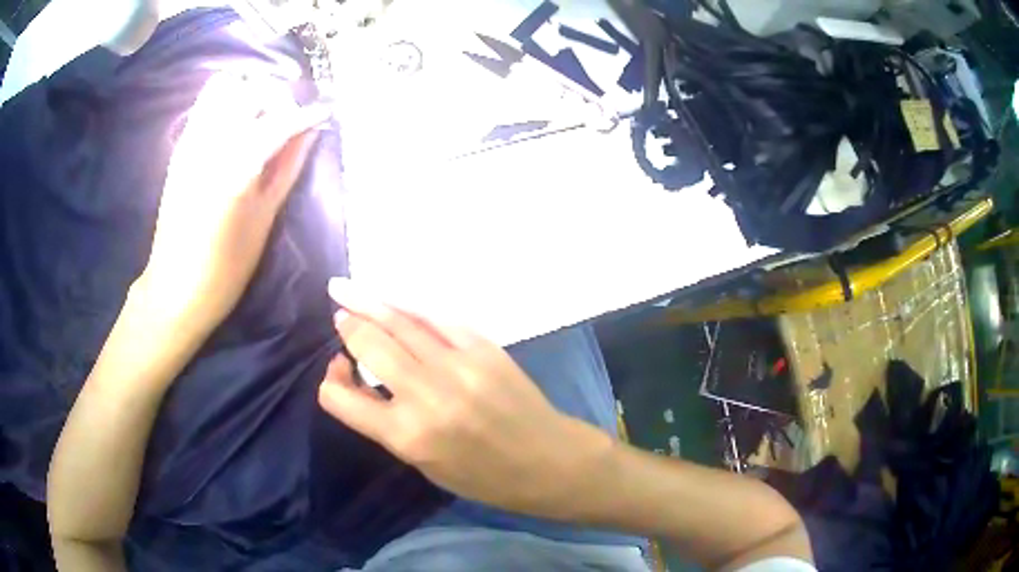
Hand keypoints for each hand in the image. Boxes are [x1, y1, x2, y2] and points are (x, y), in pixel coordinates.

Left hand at [138, 73, 328, 330]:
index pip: (281, 119)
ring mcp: (191, 141)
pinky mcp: (180, 147)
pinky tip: (237, 124)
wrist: (175, 288)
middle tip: (290, 117)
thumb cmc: (226, 267)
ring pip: (225, 85)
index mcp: (237, 168)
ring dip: (250, 91)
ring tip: (262, 113)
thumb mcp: (265, 219)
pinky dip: (228, 100)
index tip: (324, 110)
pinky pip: (206, 102)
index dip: (307, 112)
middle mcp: (212, 144)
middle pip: (253, 89)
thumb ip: (288, 167)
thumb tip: (310, 132)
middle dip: (279, 96)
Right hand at [318, 278, 612, 516]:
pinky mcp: (484, 347)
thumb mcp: (423, 463)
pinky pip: (437, 317)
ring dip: (369, 303)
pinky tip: (395, 299)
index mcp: (407, 435)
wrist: (547, 459)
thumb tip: (360, 378)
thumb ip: (386, 422)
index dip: (331, 381)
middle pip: (370, 344)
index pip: (341, 398)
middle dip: (348, 325)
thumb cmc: (482, 476)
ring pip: (400, 321)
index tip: (338, 370)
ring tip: (347, 289)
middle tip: (339, 312)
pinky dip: (411, 307)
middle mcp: (427, 394)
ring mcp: (459, 365)